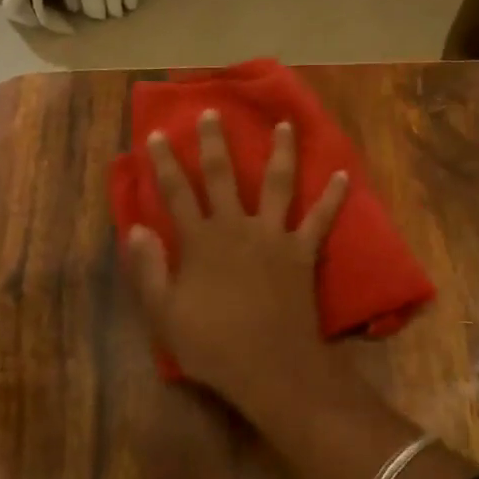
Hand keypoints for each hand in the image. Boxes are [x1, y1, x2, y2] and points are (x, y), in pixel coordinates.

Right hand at [124, 110, 347, 405]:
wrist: (271, 367)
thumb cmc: (213, 345)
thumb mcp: (165, 314)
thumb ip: (148, 270)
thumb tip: (134, 228)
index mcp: (201, 241)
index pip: (176, 193)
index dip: (164, 163)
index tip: (158, 134)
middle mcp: (237, 227)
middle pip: (223, 176)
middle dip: (214, 143)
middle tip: (212, 112)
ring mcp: (274, 236)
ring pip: (277, 184)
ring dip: (281, 152)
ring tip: (286, 124)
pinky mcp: (303, 252)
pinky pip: (320, 219)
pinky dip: (333, 198)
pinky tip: (343, 175)